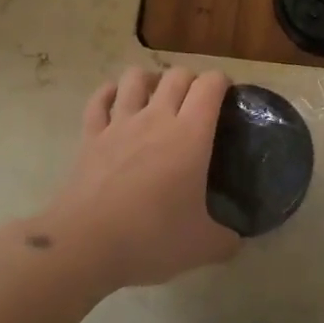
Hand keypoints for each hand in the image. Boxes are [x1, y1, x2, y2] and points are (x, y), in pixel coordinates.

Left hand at [25, 66, 239, 288]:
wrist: (86, 244)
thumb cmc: (152, 239)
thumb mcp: (203, 247)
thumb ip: (227, 239)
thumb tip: (236, 239)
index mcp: (191, 135)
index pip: (210, 85)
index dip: (222, 82)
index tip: (228, 96)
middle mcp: (156, 118)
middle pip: (176, 75)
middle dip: (191, 80)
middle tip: (197, 102)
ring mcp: (119, 124)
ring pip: (135, 77)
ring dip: (151, 78)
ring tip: (157, 94)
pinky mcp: (90, 136)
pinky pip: (98, 100)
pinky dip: (109, 93)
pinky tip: (115, 98)